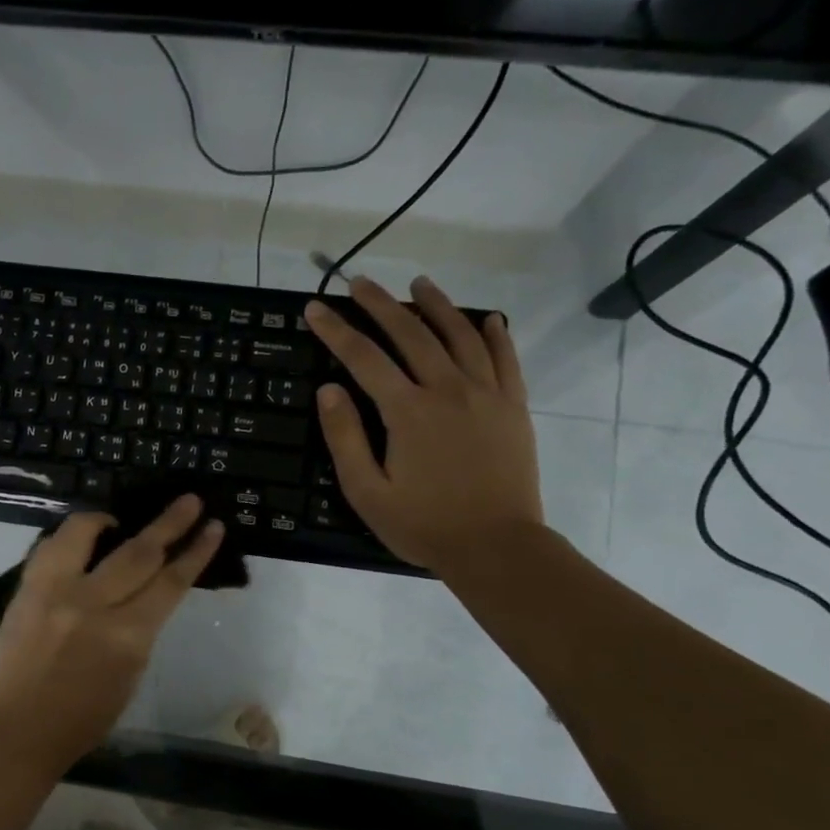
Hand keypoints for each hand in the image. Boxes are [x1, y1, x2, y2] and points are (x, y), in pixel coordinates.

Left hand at [0, 496, 224, 764]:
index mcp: (127, 637)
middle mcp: (93, 605)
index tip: (213, 527)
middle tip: (189, 501)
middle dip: (170, 523)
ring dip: (110, 518)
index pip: (170, 582)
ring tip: (119, 516)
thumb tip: (146, 594)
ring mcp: (54, 592)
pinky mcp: (26, 589)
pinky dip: (69, 536)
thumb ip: (140, 629)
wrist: (17, 729)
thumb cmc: (82, 718)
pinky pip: (50, 546)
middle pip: (139, 551)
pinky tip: (80, 537)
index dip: (196, 552)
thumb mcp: (129, 675)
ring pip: (86, 533)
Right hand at [304, 275, 543, 575]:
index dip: (335, 331)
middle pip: (411, 334)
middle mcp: (448, 390)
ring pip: (460, 335)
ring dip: (437, 305)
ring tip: (419, 284)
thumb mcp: (367, 492)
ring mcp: (486, 394)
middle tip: (360, 283)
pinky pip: (506, 358)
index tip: (315, 308)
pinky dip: (495, 333)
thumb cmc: (424, 524)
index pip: (364, 358)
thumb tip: (328, 390)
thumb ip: (345, 438)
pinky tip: (487, 318)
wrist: (497, 546)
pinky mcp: (513, 407)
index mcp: (408, 411)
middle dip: (381, 304)